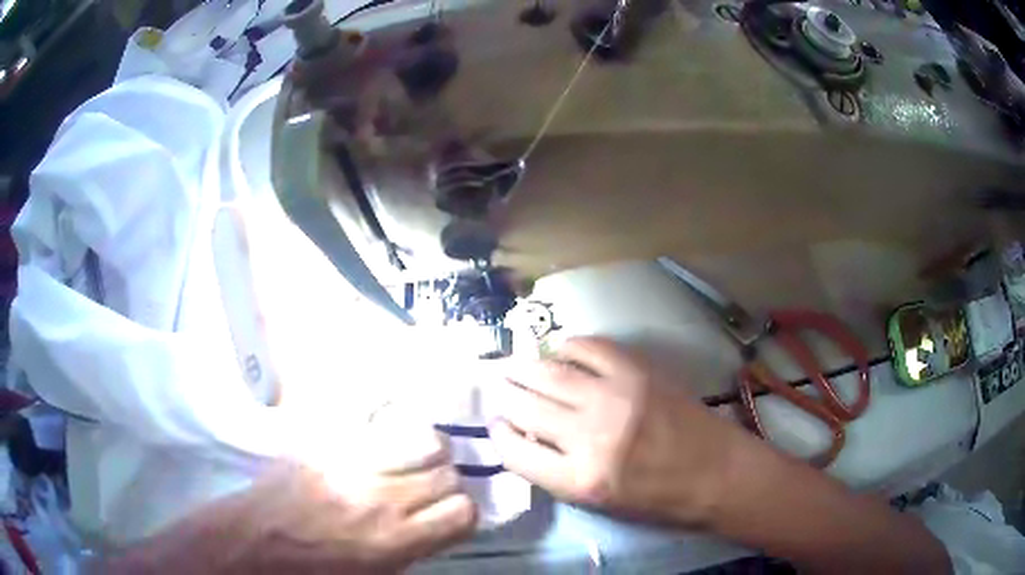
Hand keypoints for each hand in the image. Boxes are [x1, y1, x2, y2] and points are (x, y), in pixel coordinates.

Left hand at [106, 429, 476, 573]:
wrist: (255, 543)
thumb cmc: (315, 571)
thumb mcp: (377, 574)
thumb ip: (413, 547)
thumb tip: (436, 523)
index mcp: (394, 541)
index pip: (463, 511)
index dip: (462, 511)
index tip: (449, 512)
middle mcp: (381, 499)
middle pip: (447, 472)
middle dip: (445, 479)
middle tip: (428, 485)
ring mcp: (352, 465)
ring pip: (424, 438)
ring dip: (427, 449)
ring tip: (412, 457)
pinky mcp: (327, 443)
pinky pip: (378, 421)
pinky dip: (393, 429)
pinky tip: (385, 439)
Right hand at [488, 337, 754, 527]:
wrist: (715, 472)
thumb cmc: (658, 498)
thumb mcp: (599, 502)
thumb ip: (557, 471)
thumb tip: (528, 435)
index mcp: (579, 478)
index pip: (514, 450)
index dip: (498, 435)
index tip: (496, 425)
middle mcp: (589, 435)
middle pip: (524, 406)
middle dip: (503, 396)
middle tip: (497, 388)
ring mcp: (614, 396)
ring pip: (548, 372)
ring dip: (524, 368)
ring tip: (515, 367)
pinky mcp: (637, 371)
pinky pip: (588, 348)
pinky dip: (567, 347)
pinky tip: (560, 351)